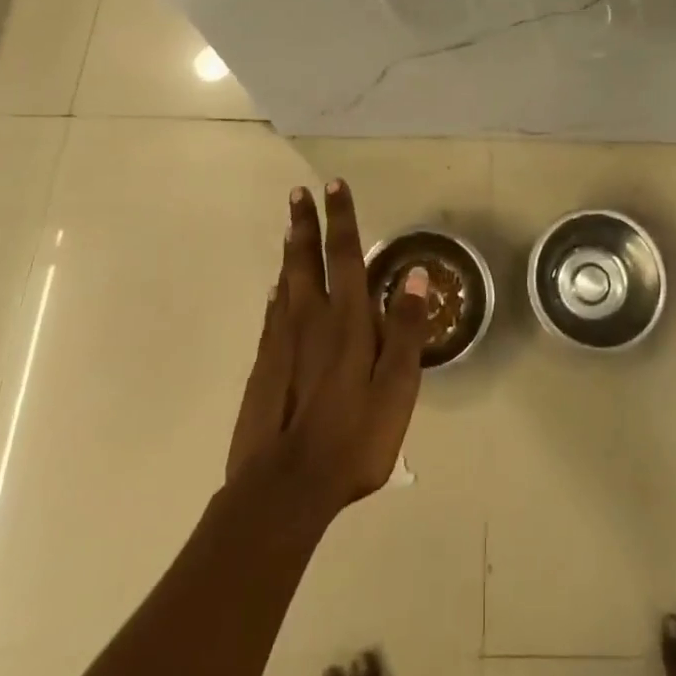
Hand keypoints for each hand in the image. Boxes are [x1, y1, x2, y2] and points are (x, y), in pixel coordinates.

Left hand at [224, 180, 428, 517]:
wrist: (283, 489)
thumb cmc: (352, 439)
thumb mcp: (396, 388)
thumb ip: (406, 329)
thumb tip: (413, 273)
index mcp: (347, 321)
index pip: (345, 255)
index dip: (342, 218)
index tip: (334, 185)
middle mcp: (311, 319)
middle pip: (306, 260)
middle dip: (305, 223)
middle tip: (298, 193)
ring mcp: (281, 342)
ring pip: (285, 282)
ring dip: (290, 251)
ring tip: (289, 227)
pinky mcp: (263, 366)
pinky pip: (271, 314)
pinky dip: (275, 292)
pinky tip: (275, 289)